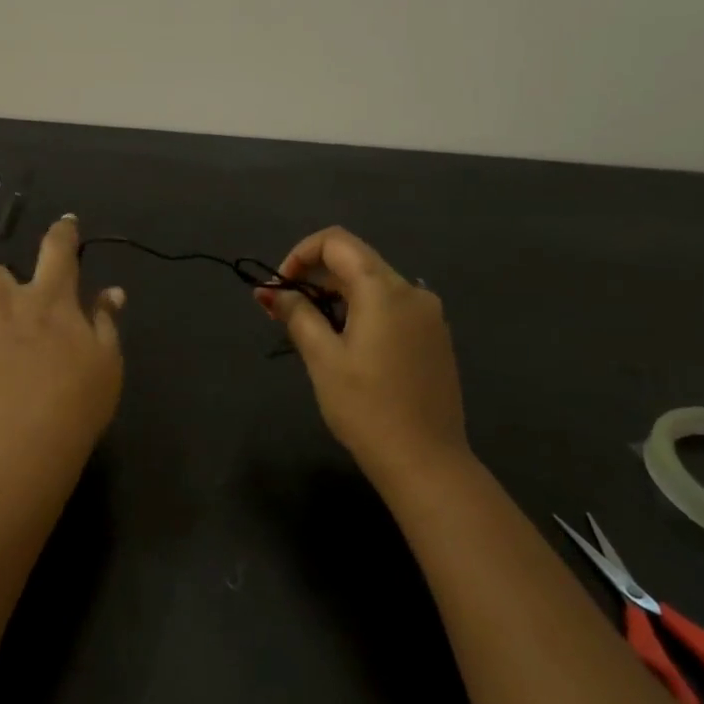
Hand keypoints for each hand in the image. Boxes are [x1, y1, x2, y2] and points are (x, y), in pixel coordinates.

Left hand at [0, 215, 124, 486]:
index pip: (58, 249)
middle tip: (6, 316)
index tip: (65, 224)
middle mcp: (3, 299)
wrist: (19, 450)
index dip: (63, 232)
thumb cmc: (74, 408)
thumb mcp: (107, 364)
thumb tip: (112, 291)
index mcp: (50, 299)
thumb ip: (105, 322)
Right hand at [260, 227, 469, 487]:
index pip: (337, 242)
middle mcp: (412, 291)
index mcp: (384, 289)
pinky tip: (348, 349)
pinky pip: (392, 309)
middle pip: (355, 262)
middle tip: (284, 315)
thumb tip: (269, 291)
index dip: (300, 255)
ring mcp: (429, 315)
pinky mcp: (434, 338)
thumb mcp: (322, 358)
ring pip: (374, 287)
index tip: (280, 289)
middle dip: (314, 280)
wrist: (426, 461)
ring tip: (312, 336)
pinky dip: (362, 314)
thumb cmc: (366, 408)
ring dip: (336, 298)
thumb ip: (296, 315)